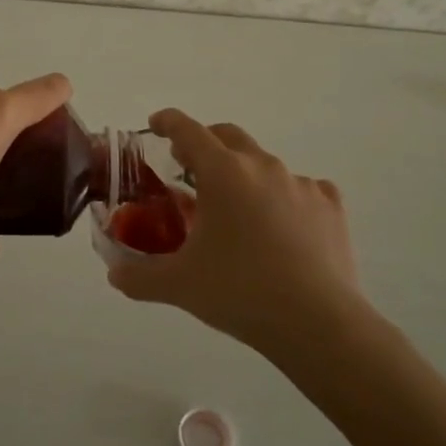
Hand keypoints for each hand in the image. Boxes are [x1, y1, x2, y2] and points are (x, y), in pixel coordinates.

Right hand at [105, 109, 371, 362]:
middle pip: (227, 136)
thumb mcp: (178, 285)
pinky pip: (301, 188)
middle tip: (189, 167)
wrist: (317, 322)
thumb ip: (139, 277)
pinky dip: (284, 197)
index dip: (168, 122)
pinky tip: (282, 225)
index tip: (155, 124)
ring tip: (236, 210)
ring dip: (244, 174)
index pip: (188, 130)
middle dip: (205, 143)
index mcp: (222, 173)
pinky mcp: (330, 206)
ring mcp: (301, 183)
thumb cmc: (239, 292)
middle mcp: (262, 166)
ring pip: (264, 164)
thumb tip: (114, 275)